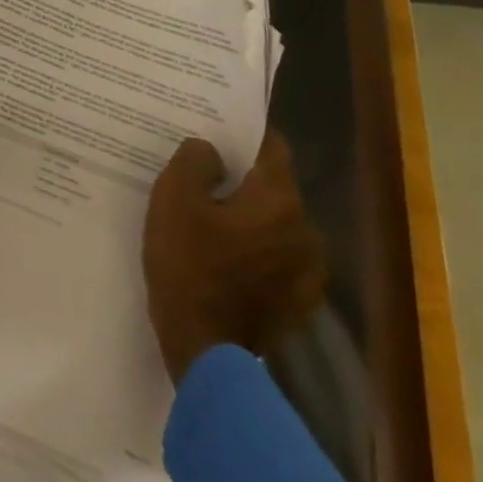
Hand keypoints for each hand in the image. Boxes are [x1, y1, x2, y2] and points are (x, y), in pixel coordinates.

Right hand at [141, 130, 327, 383]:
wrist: (205, 348)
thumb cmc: (187, 264)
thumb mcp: (173, 198)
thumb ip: (194, 160)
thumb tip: (211, 150)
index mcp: (278, 200)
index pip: (272, 148)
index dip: (243, 136)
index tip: (216, 132)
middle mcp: (306, 230)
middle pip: (272, 187)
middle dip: (241, 181)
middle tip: (203, 181)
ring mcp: (309, 271)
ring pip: (275, 225)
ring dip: (249, 219)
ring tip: (211, 224)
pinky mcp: (300, 302)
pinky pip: (277, 259)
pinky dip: (255, 252)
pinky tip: (225, 261)